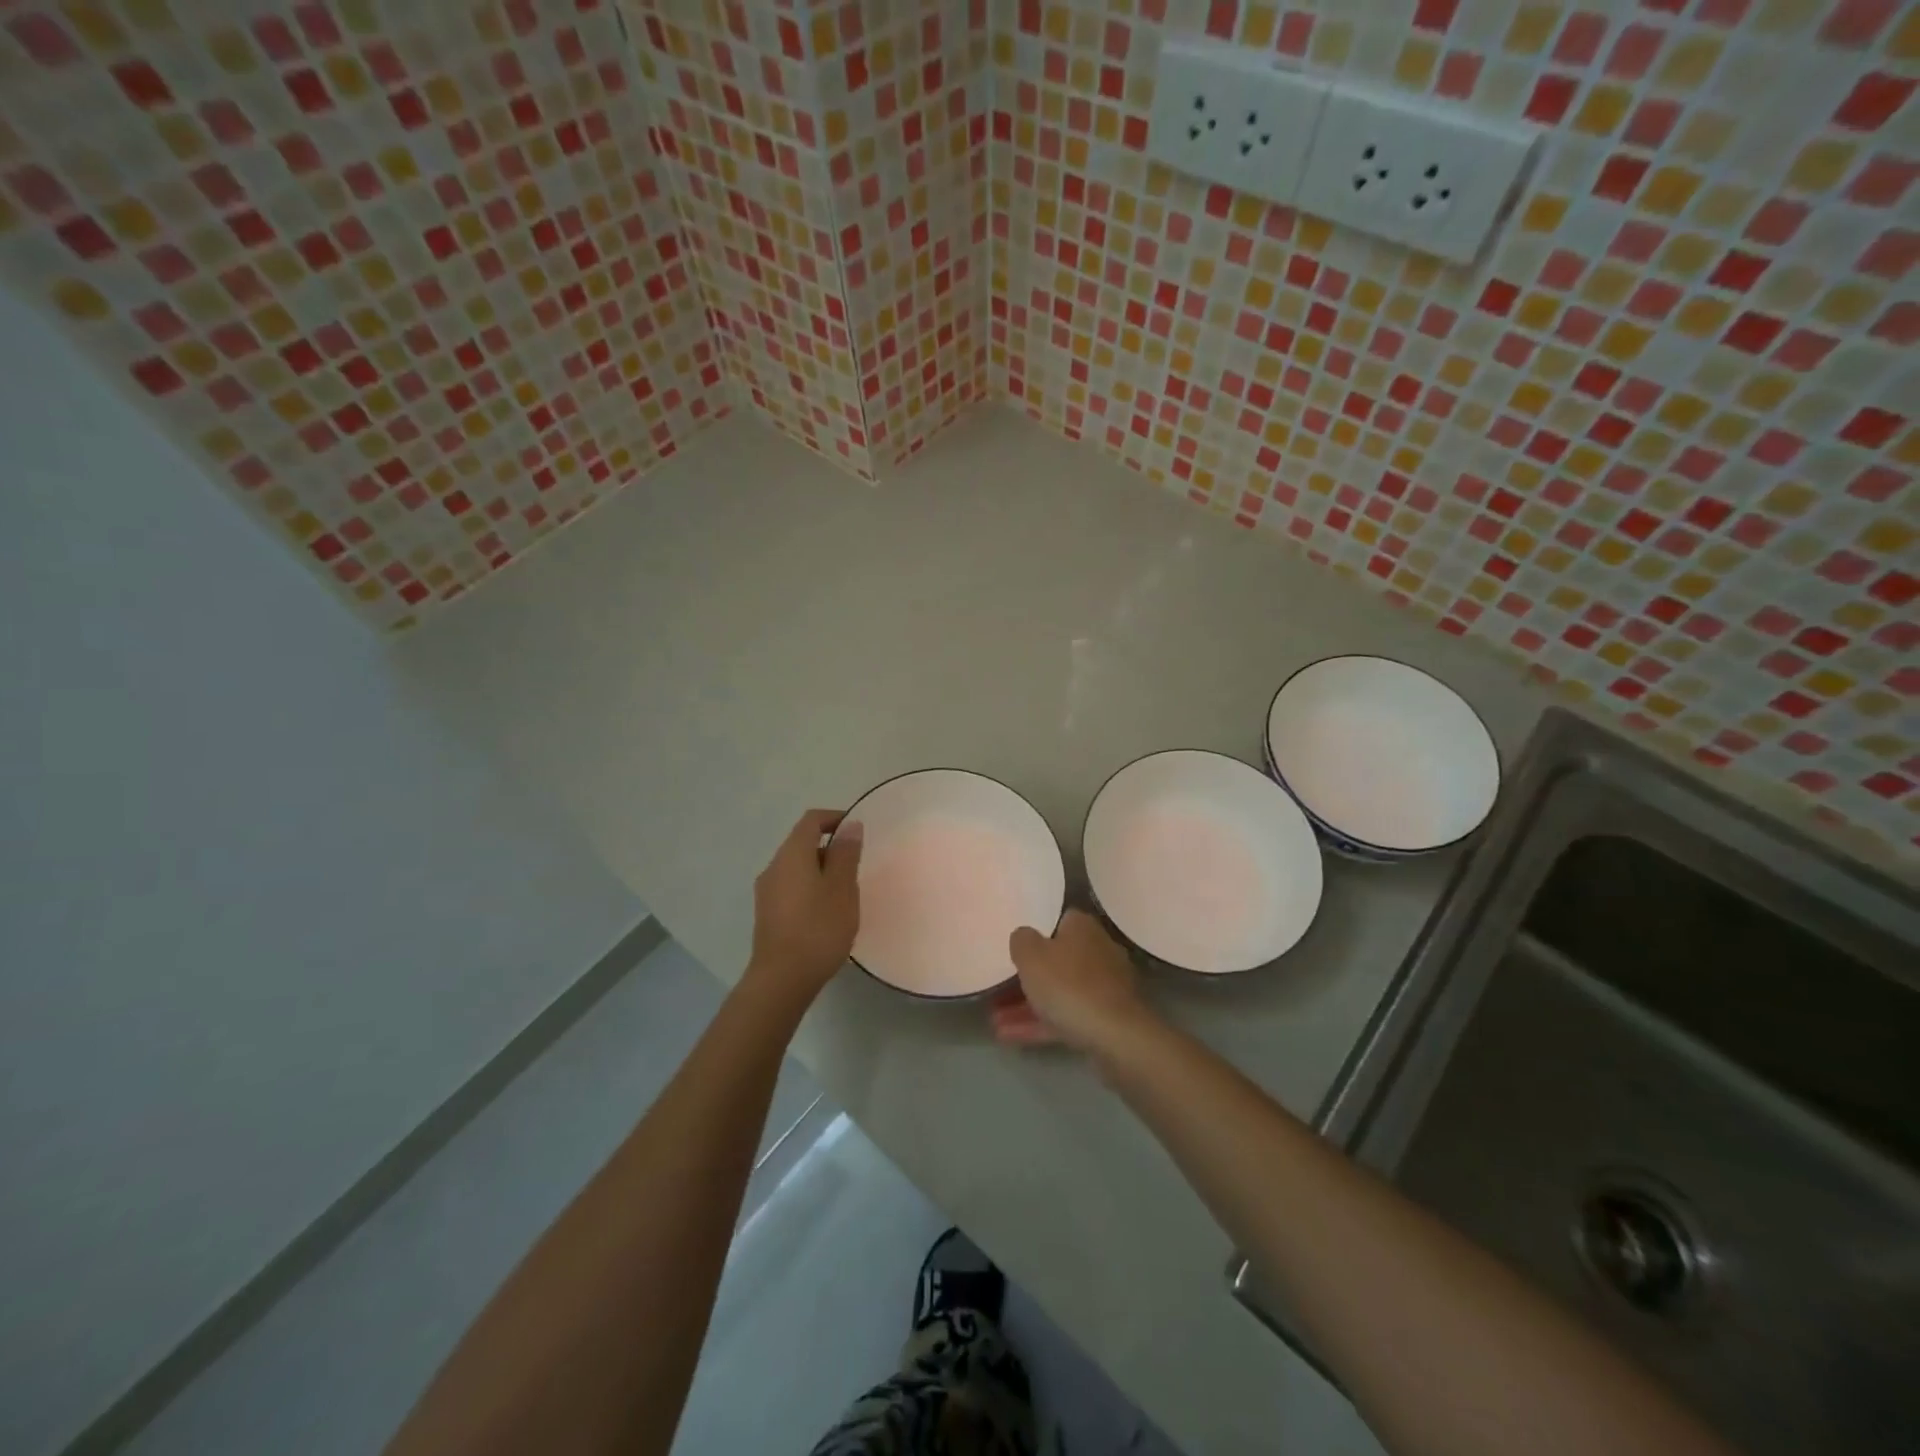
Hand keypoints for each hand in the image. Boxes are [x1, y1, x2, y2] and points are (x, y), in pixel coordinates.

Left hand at [747, 809, 862, 999]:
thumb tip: (850, 825)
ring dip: (821, 870)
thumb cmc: (818, 928)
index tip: (857, 831)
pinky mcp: (767, 914)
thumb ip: (846, 854)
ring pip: (797, 867)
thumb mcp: (842, 888)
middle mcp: (774, 867)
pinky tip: (826, 912)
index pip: (811, 820)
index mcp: (791, 854)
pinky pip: (791, 887)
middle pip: (802, 843)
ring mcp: (767, 892)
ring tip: (845, 892)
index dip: (835, 818)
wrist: (782, 979)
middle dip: (830, 848)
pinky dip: (810, 888)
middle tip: (856, 867)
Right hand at [991, 909, 1154, 1053]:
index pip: (1057, 920)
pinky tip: (1010, 1036)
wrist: (1114, 1036)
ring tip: (995, 1019)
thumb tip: (1024, 936)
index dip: (1034, 933)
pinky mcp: (1105, 1018)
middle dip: (1028, 976)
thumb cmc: (1068, 985)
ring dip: (1027, 1004)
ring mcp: (1104, 987)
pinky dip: (1040, 1024)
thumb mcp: (1030, 955)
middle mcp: (1098, 951)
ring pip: (1059, 991)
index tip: (1014, 949)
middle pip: (1057, 959)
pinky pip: (1066, 1015)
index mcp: (1082, 928)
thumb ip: (1021, 940)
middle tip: (998, 986)